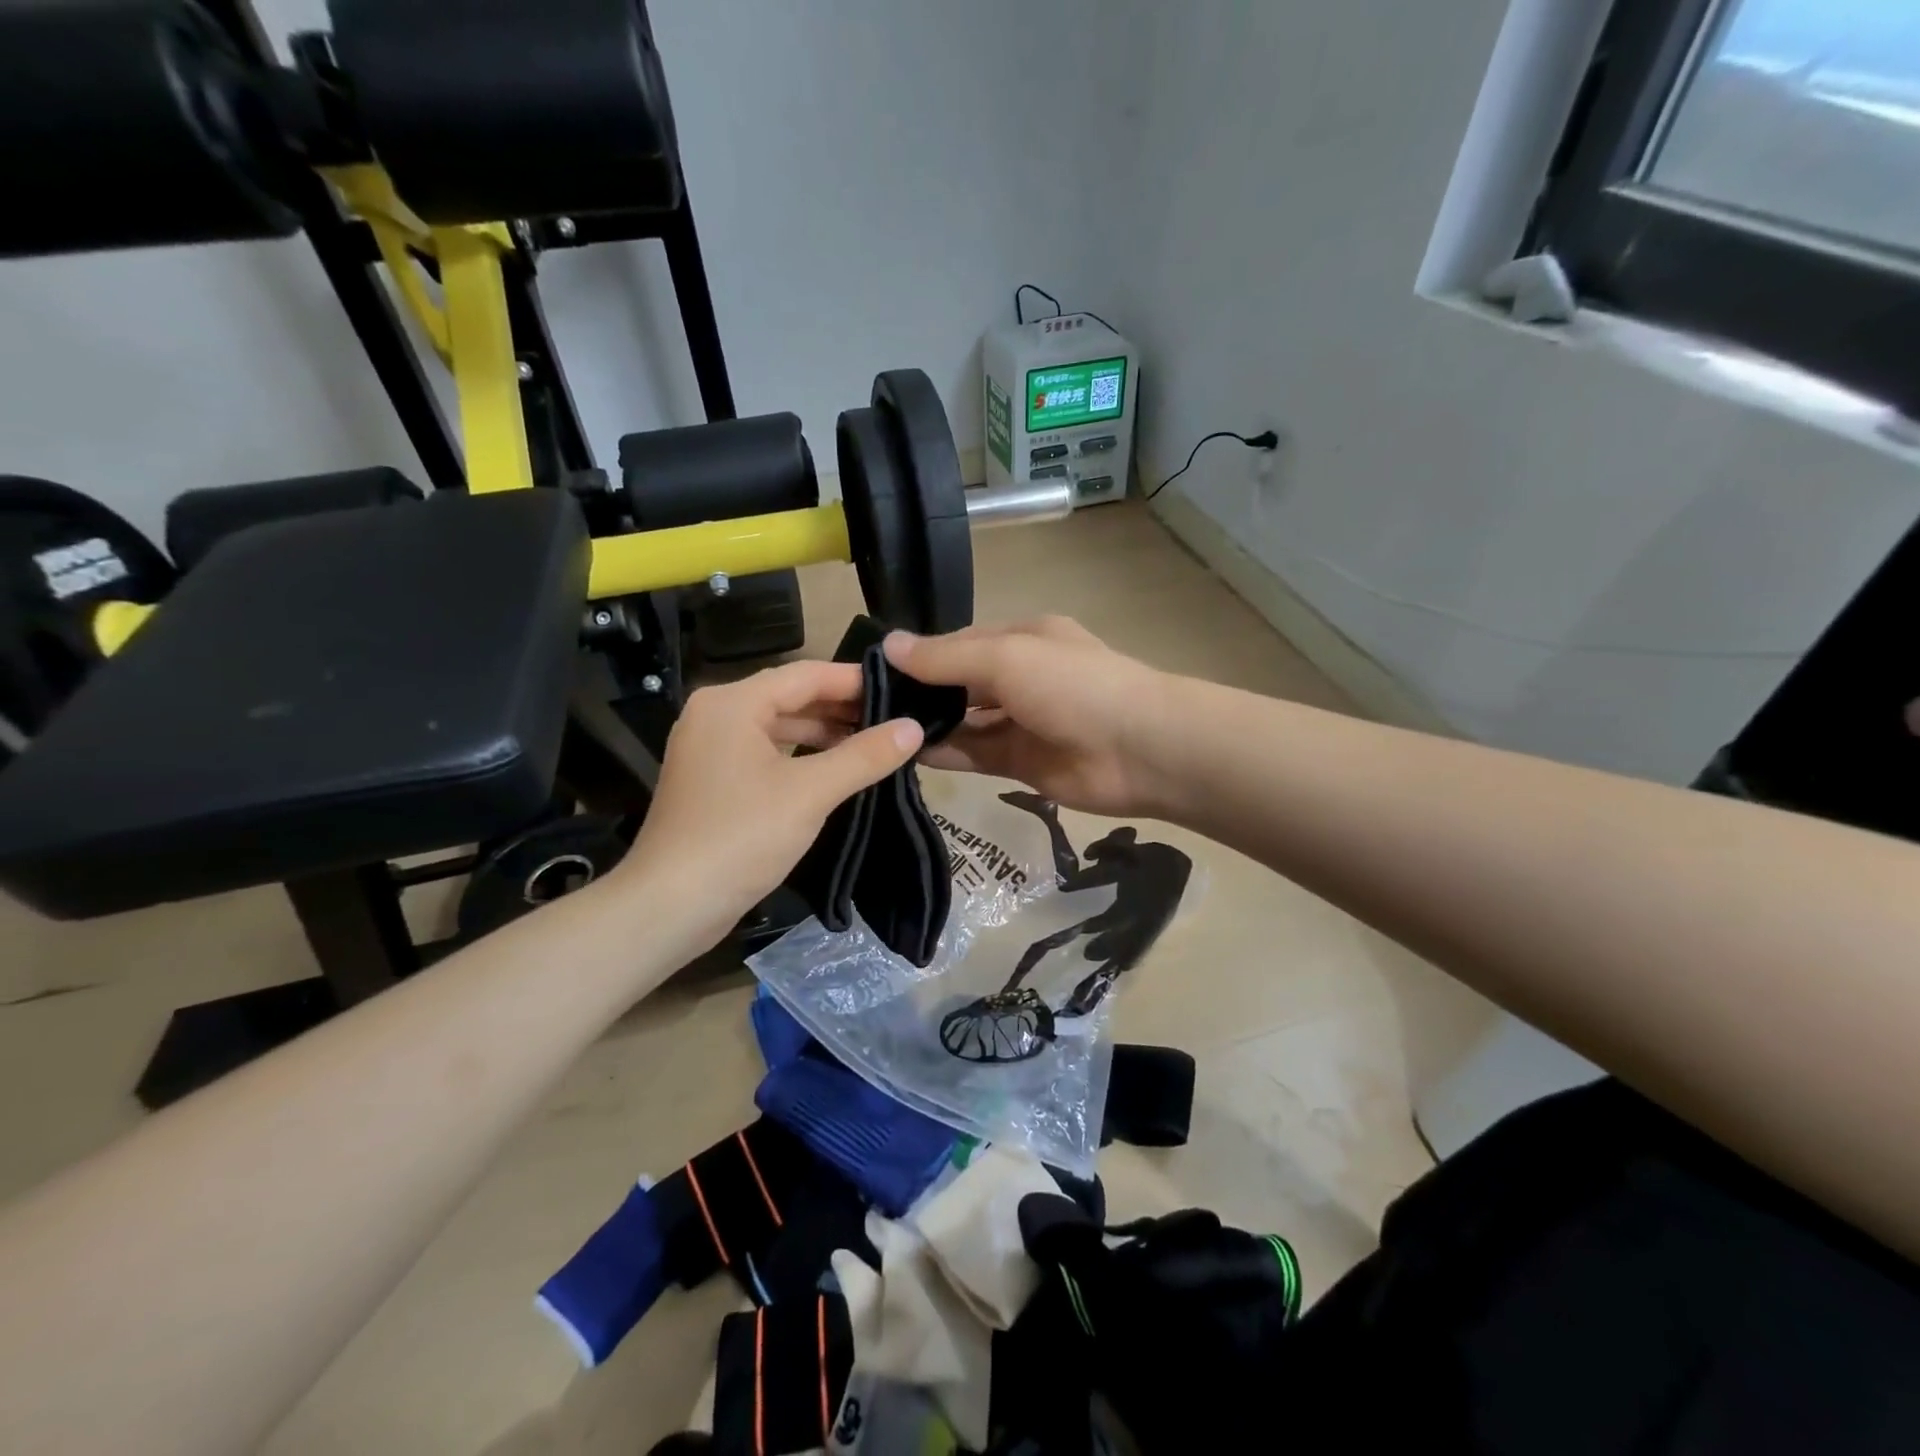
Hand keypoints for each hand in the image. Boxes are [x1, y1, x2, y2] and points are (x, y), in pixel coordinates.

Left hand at [618, 660, 922, 948]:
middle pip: (790, 697)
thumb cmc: (741, 837)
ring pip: (778, 727)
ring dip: (823, 734)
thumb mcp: (811, 793)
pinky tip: (834, 771)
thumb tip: (913, 727)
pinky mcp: (711, 780)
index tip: (900, 690)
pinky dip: (800, 756)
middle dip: (842, 709)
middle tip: (894, 719)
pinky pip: (764, 753)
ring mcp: (709, 748)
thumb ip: (865, 756)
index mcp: (733, 702)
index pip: (806, 675)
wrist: (671, 904)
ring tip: (873, 744)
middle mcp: (716, 714)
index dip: (855, 681)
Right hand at [885, 617, 1169, 816]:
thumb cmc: (1073, 687)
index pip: (957, 644)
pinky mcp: (1021, 763)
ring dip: (926, 725)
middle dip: (918, 692)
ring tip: (875, 732)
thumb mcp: (1006, 658)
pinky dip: (944, 754)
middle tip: (860, 707)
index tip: (869, 670)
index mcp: (1021, 640)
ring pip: (963, 721)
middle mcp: (1019, 677)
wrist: (1141, 751)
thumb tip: (888, 646)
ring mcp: (1020, 722)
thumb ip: (946, 658)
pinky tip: (905, 755)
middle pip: (958, 683)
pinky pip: (974, 754)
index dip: (917, 656)